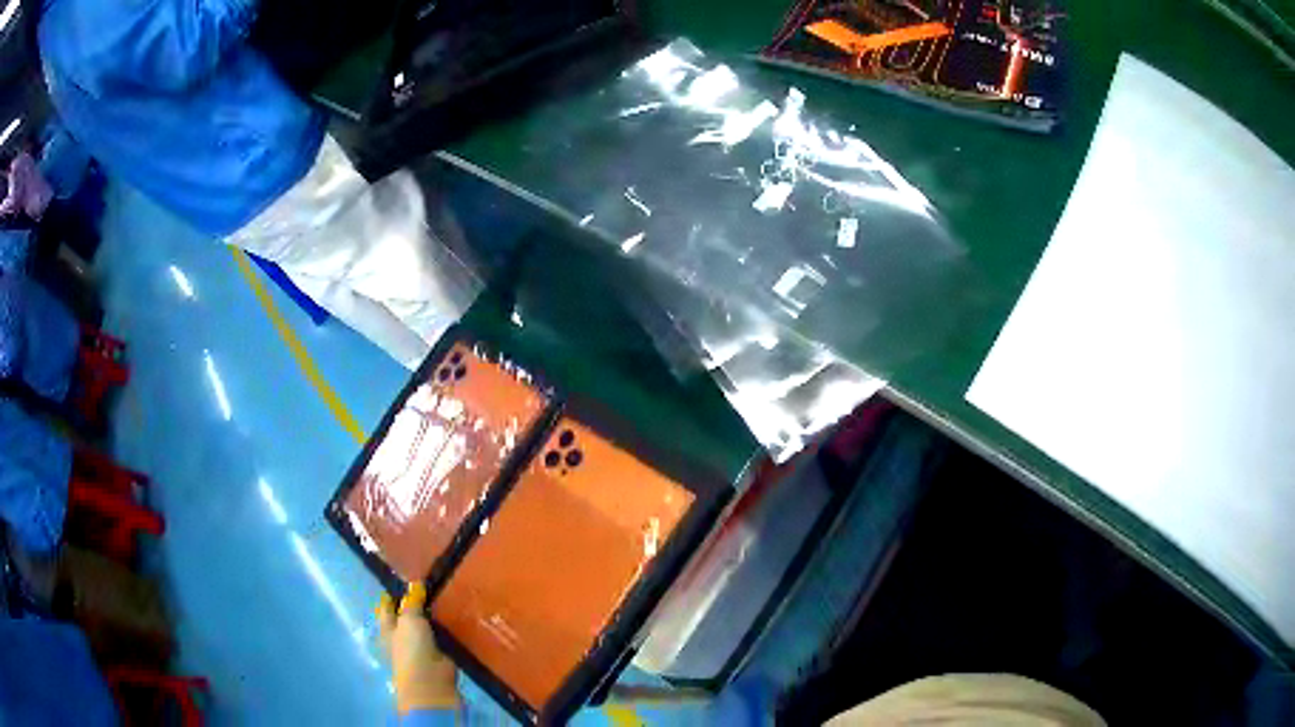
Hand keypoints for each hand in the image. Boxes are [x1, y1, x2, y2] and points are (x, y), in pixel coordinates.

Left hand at [376, 583, 460, 713]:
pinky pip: (443, 637)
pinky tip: (459, 616)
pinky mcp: (440, 655)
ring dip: (435, 616)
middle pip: (408, 616)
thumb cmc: (411, 649)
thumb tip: (415, 583)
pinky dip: (449, 629)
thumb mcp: (409, 620)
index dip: (394, 594)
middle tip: (432, 583)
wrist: (431, 682)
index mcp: (387, 629)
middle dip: (417, 603)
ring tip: (448, 595)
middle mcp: (402, 637)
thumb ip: (412, 602)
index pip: (388, 607)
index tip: (405, 578)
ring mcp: (421, 647)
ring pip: (427, 626)